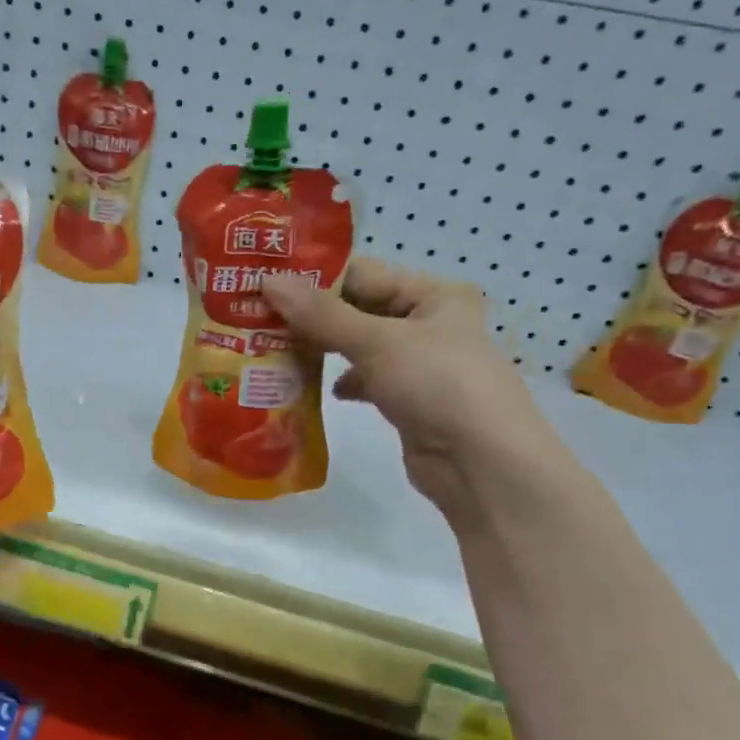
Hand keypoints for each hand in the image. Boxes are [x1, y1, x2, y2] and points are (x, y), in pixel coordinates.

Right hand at [261, 258, 563, 514]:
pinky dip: (341, 381)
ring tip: (274, 351)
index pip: (363, 274)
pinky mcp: (408, 400)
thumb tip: (269, 281)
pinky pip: (366, 379)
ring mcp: (419, 364)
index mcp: (434, 294)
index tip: (264, 286)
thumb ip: (322, 314)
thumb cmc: (438, 385)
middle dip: (312, 317)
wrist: (482, 465)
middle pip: (358, 310)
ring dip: (322, 350)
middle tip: (257, 318)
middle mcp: (428, 323)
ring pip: (358, 346)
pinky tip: (314, 388)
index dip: (314, 279)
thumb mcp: (378, 342)